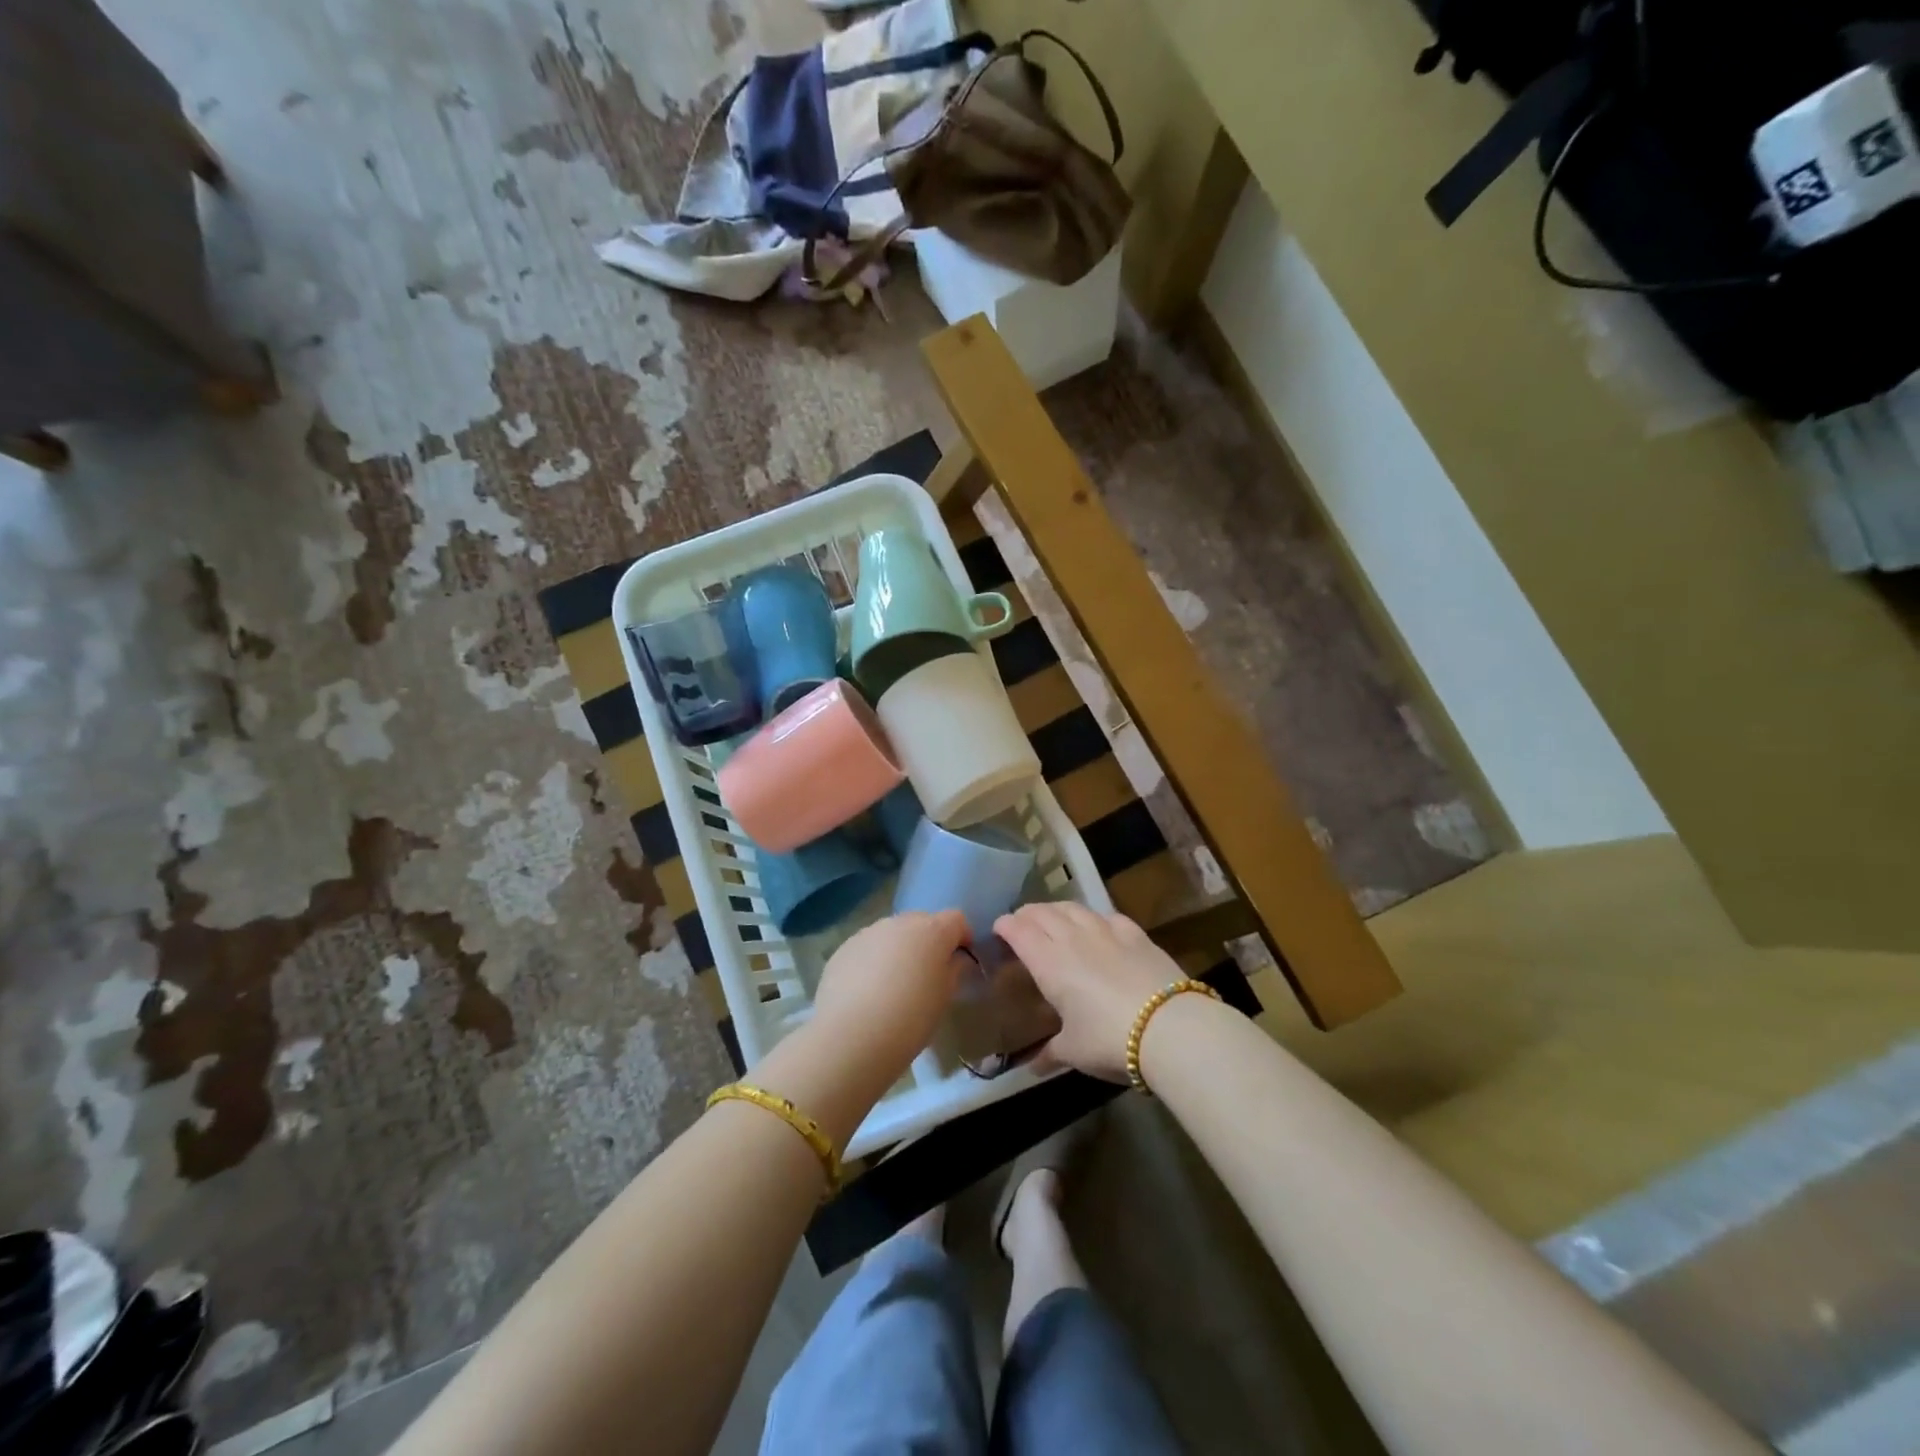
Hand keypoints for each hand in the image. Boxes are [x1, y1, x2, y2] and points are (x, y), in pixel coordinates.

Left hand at [808, 910, 969, 1081]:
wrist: (852, 1036)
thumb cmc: (911, 1018)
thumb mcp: (945, 997)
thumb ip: (954, 970)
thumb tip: (955, 959)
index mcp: (931, 930)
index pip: (956, 919)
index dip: (962, 937)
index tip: (962, 960)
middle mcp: (899, 922)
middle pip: (922, 922)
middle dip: (929, 941)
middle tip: (928, 974)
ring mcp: (868, 932)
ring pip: (892, 934)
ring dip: (899, 949)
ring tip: (895, 984)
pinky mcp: (844, 948)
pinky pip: (868, 948)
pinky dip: (874, 961)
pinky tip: (868, 991)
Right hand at [994, 902, 1179, 1081]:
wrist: (1169, 1026)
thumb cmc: (1108, 1039)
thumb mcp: (1073, 1051)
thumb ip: (1050, 1053)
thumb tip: (1032, 1067)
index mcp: (1048, 961)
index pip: (1018, 930)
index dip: (1005, 926)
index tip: (998, 929)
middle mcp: (1072, 937)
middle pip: (1043, 913)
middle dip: (1027, 914)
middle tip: (1021, 923)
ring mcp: (1106, 931)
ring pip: (1073, 907)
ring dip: (1057, 910)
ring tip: (1054, 918)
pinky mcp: (1136, 934)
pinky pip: (1108, 916)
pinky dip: (1094, 918)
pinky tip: (1098, 925)